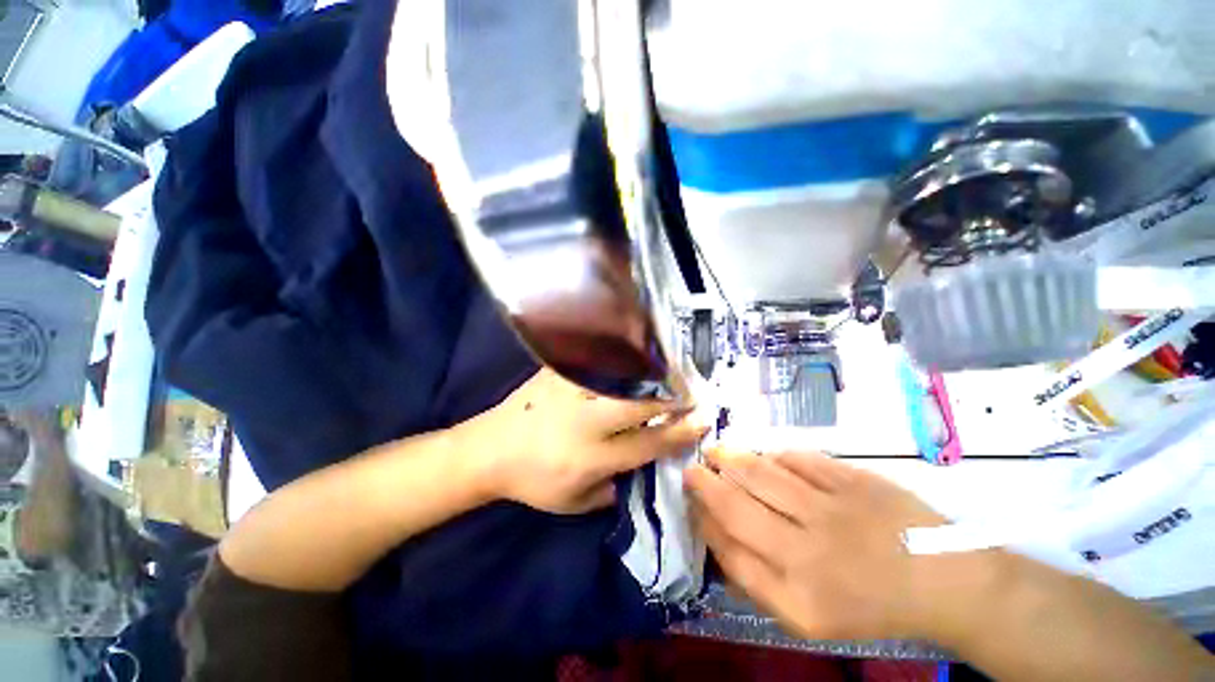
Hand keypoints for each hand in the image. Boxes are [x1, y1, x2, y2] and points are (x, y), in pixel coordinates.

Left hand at [462, 369, 708, 513]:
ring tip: (670, 372)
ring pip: (622, 378)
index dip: (679, 432)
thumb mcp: (573, 502)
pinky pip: (595, 358)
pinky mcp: (557, 372)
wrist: (488, 449)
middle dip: (673, 398)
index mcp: (591, 457)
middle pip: (641, 405)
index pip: (648, 444)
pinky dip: (620, 356)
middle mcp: (586, 422)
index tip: (703, 420)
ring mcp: (571, 391)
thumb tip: (642, 466)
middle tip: (693, 391)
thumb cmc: (532, 481)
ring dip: (651, 374)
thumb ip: (612, 489)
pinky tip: (635, 352)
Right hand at [686, 448, 960, 640]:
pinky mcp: (853, 481)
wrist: (942, 581)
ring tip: (714, 451)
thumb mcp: (810, 618)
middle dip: (705, 484)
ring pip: (762, 475)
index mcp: (798, 596)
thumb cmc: (870, 604)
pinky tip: (765, 455)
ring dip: (730, 459)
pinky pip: (800, 460)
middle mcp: (808, 553)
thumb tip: (721, 540)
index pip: (730, 552)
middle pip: (737, 508)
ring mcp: (831, 511)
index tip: (693, 505)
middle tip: (690, 469)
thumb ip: (759, 582)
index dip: (705, 522)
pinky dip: (775, 455)